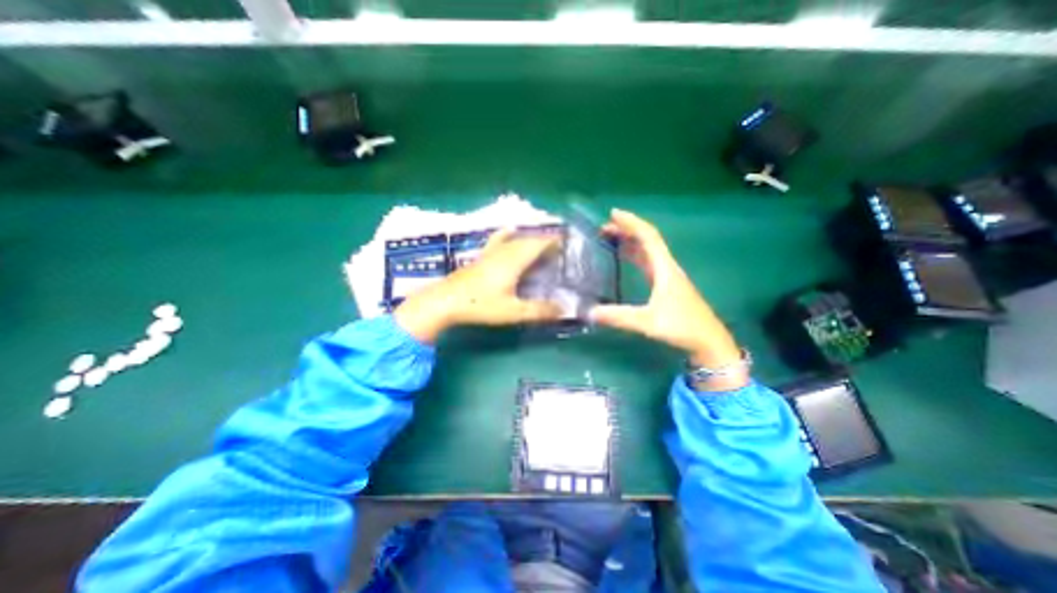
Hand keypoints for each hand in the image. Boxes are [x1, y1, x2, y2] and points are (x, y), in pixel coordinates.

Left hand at [395, 230, 559, 342]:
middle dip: (546, 241)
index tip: (568, 244)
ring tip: (542, 247)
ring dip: (531, 240)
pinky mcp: (482, 256)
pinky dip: (510, 235)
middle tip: (560, 252)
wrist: (445, 301)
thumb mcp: (513, 311)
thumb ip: (539, 310)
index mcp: (515, 259)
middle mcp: (504, 250)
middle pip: (529, 239)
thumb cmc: (480, 305)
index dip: (555, 241)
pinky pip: (500, 239)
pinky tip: (510, 233)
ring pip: (516, 239)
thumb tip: (563, 309)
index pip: (539, 242)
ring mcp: (491, 251)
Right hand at [592, 210, 746, 391]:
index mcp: (664, 268)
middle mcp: (666, 267)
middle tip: (603, 228)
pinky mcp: (666, 285)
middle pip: (646, 240)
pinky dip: (634, 255)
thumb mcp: (648, 322)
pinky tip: (625, 258)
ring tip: (610, 238)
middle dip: (626, 230)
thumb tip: (589, 312)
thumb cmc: (682, 327)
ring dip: (629, 241)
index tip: (613, 213)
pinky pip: (647, 262)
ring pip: (647, 251)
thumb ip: (618, 317)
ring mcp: (667, 276)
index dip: (631, 223)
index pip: (648, 237)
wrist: (708, 341)